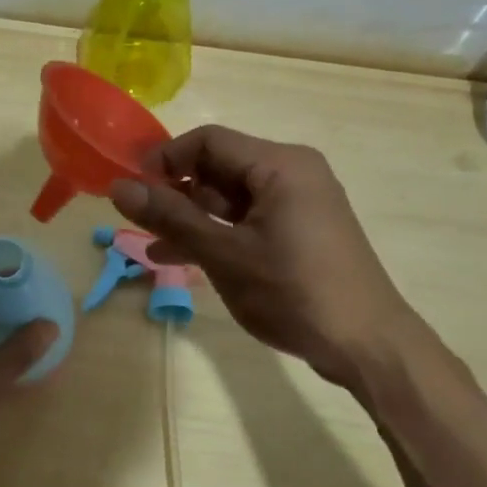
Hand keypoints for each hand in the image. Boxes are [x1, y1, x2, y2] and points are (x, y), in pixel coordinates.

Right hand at [109, 126, 431, 390]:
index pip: (208, 140)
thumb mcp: (224, 254)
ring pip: (229, 198)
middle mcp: (292, 172)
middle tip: (139, 222)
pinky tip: (183, 258)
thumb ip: (170, 218)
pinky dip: (217, 234)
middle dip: (176, 193)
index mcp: (279, 164)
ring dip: (191, 219)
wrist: (367, 346)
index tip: (132, 190)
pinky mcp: (300, 231)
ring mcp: (298, 203)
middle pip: (218, 167)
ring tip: (152, 246)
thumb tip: (118, 187)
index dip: (165, 160)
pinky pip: (247, 220)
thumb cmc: (294, 292)